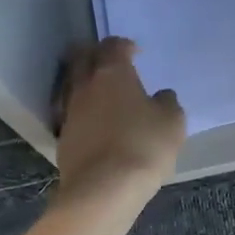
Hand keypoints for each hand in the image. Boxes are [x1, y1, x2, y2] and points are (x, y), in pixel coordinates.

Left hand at [54, 38, 186, 202]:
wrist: (103, 189)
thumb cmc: (143, 146)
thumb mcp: (172, 122)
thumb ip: (167, 103)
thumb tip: (161, 96)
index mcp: (112, 73)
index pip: (113, 45)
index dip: (125, 45)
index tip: (136, 53)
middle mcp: (85, 85)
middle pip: (82, 57)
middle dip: (96, 54)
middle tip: (111, 63)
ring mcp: (69, 111)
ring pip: (72, 84)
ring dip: (85, 82)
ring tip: (102, 93)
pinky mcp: (62, 137)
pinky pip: (71, 112)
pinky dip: (82, 110)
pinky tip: (94, 121)